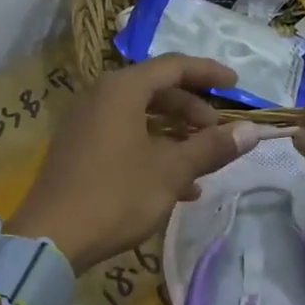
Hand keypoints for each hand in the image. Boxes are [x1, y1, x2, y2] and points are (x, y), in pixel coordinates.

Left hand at [11, 56, 262, 272]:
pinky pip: (123, 140)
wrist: (51, 238)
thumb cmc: (116, 196)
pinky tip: (176, 188)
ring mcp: (85, 126)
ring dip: (175, 138)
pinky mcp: (78, 153)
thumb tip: (252, 131)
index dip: (209, 73)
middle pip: (156, 92)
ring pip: (140, 120)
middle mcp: (100, 98)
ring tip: (202, 166)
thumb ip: (211, 148)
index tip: (236, 84)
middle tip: (216, 134)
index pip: (173, 66)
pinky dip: (152, 154)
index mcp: (121, 90)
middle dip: (192, 111)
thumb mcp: (171, 172)